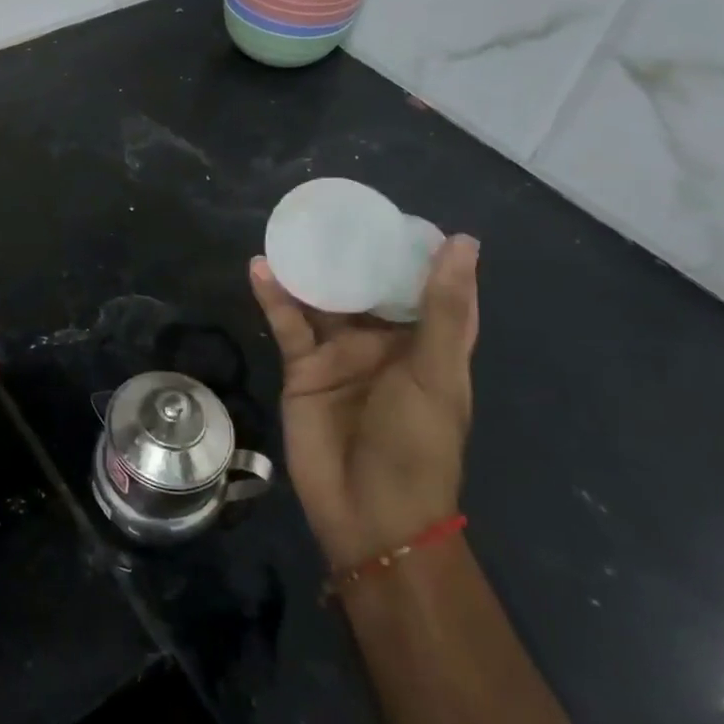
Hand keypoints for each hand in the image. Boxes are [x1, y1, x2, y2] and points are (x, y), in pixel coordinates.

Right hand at [249, 237, 479, 574]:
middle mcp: (382, 343)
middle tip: (333, 209)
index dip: (418, 252)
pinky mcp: (303, 368)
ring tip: (293, 228)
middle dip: (353, 252)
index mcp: (425, 344)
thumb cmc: (417, 444)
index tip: (401, 215)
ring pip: (323, 300)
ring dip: (309, 269)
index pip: (427, 288)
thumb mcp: (436, 373)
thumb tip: (463, 241)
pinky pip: (288, 323)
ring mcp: (340, 355)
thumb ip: (442, 308)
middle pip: (367, 287)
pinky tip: (260, 268)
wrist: (369, 513)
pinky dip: (274, 297)